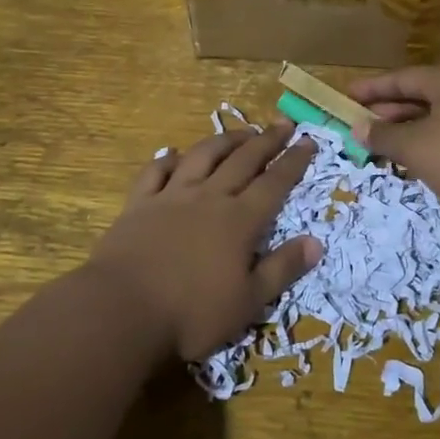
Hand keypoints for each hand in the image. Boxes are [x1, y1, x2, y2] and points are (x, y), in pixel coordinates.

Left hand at [87, 123, 320, 362]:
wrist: (122, 311)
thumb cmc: (191, 314)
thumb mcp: (248, 302)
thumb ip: (282, 269)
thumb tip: (317, 242)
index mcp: (239, 221)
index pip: (274, 183)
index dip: (293, 162)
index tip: (309, 141)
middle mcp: (208, 198)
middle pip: (242, 161)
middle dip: (266, 141)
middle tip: (283, 124)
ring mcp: (171, 197)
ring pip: (202, 156)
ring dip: (224, 140)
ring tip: (241, 131)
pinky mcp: (139, 204)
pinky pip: (155, 171)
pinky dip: (168, 158)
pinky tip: (174, 153)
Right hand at [350, 65, 439, 214]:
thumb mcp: (417, 148)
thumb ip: (385, 136)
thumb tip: (359, 127)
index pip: (403, 78)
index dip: (373, 88)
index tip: (346, 96)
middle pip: (422, 96)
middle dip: (390, 112)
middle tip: (361, 125)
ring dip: (410, 130)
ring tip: (385, 146)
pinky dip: (432, 143)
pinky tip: (421, 162)